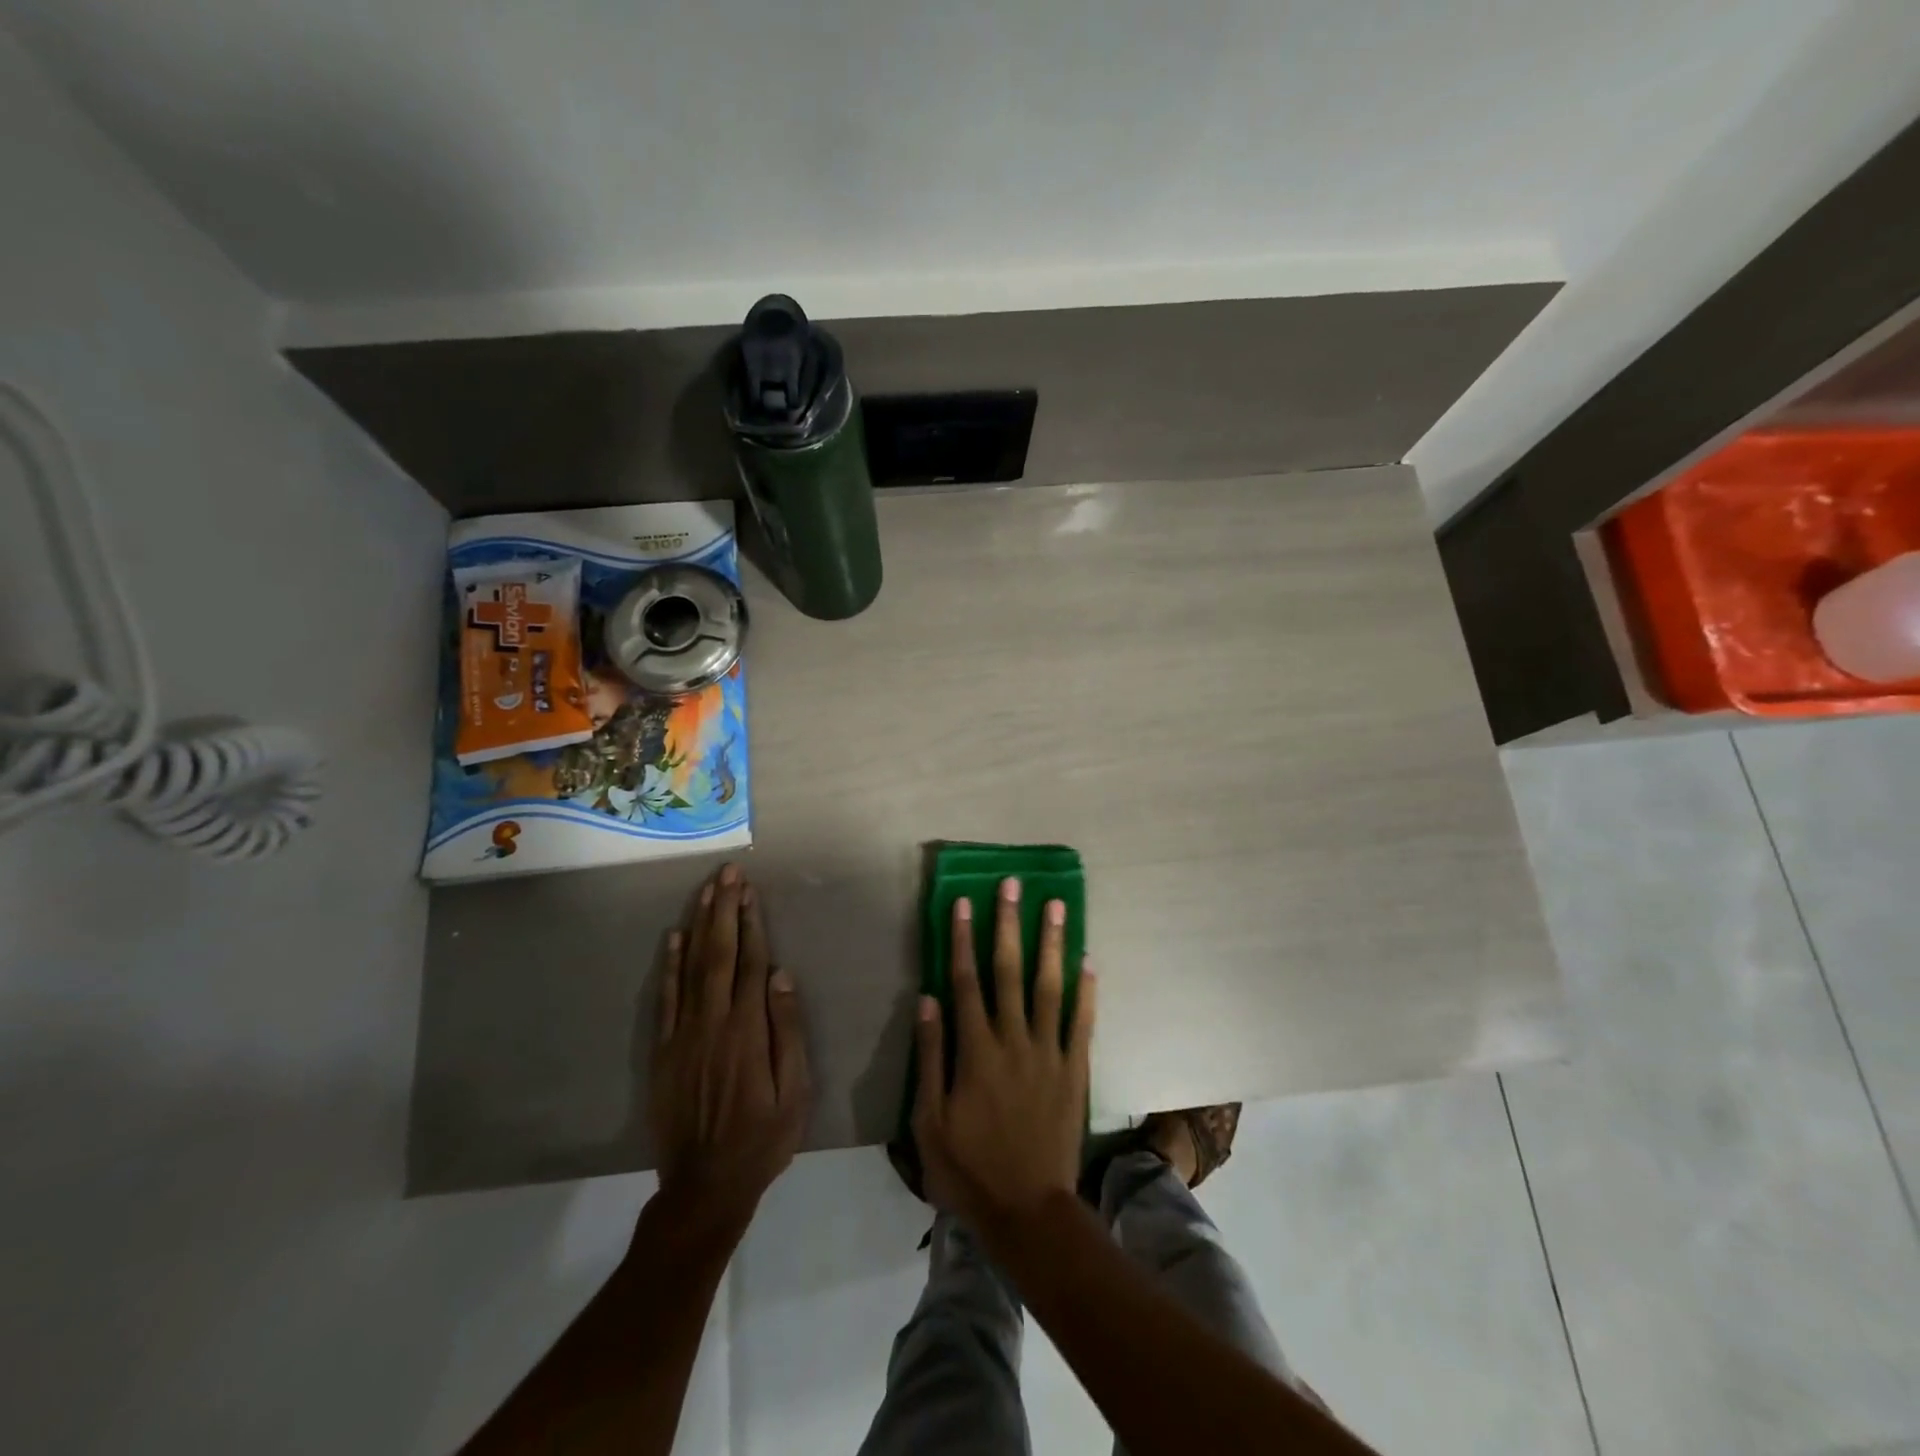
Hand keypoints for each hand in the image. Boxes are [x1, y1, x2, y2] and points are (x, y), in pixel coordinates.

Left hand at [649, 864, 810, 1236]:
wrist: (704, 1186)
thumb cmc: (762, 1139)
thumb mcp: (795, 1092)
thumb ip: (787, 1031)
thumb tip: (780, 976)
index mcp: (748, 1030)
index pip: (750, 962)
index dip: (751, 923)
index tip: (750, 890)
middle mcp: (713, 1022)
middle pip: (719, 954)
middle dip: (724, 909)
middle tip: (728, 873)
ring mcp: (683, 1035)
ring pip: (691, 967)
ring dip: (699, 925)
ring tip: (706, 890)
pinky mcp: (662, 1051)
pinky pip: (665, 998)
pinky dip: (669, 965)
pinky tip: (675, 938)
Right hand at [912, 877, 1096, 1230]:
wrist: (1028, 1211)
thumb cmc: (970, 1168)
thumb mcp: (930, 1121)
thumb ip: (931, 1057)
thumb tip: (928, 999)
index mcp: (976, 1050)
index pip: (966, 981)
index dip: (964, 939)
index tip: (965, 902)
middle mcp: (1014, 1040)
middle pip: (1009, 971)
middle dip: (1009, 924)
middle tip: (1013, 885)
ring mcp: (1049, 1053)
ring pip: (1050, 986)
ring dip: (1051, 943)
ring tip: (1057, 906)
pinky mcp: (1075, 1070)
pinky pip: (1082, 1023)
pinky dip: (1086, 991)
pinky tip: (1089, 961)